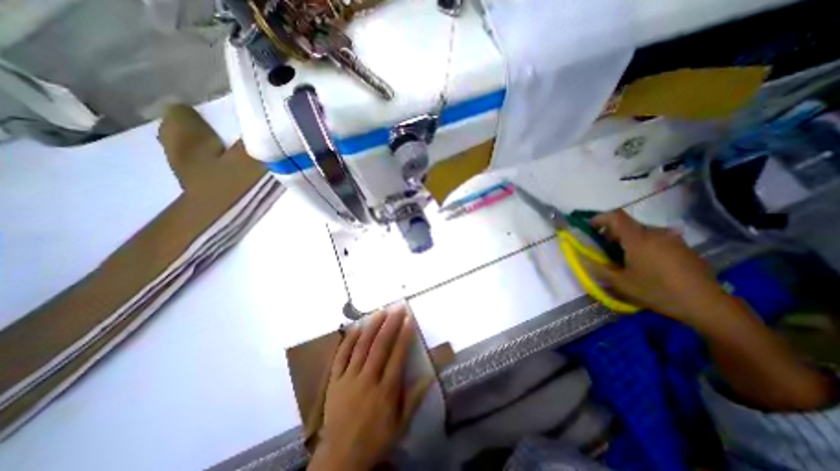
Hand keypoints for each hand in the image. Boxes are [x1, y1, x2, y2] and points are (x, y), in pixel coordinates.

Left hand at [308, 304, 427, 469]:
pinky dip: (349, 339)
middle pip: (380, 346)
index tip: (409, 319)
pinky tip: (356, 326)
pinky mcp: (335, 380)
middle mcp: (368, 379)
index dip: (404, 335)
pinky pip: (341, 355)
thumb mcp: (401, 424)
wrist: (341, 457)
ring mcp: (349, 378)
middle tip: (397, 307)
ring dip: (372, 326)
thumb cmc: (375, 438)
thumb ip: (414, 398)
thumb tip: (430, 376)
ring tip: (380, 311)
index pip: (397, 356)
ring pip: (362, 346)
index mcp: (386, 391)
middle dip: (390, 324)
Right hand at [586, 209, 725, 326]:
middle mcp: (655, 233)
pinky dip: (643, 244)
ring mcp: (672, 239)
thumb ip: (598, 269)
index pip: (615, 216)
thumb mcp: (621, 284)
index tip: (590, 228)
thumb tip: (581, 259)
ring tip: (626, 259)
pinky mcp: (683, 246)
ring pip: (641, 232)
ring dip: (628, 240)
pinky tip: (647, 264)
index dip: (599, 218)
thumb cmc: (658, 291)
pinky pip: (656, 238)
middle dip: (612, 233)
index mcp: (639, 239)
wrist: (707, 304)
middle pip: (627, 224)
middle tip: (606, 250)